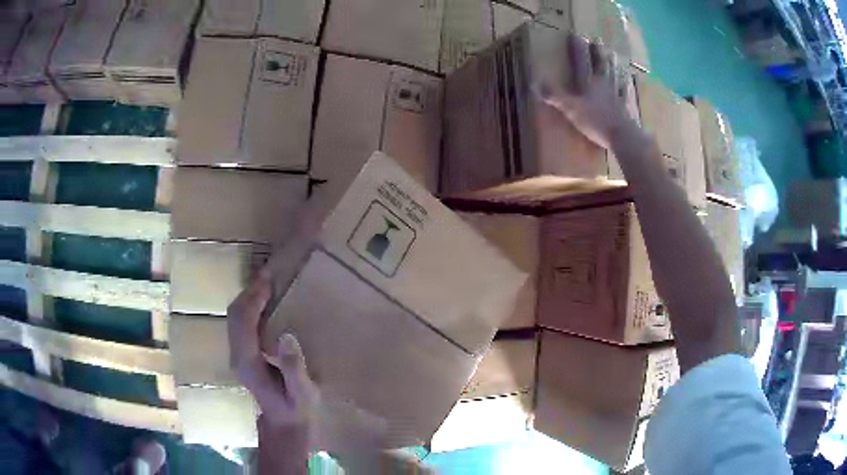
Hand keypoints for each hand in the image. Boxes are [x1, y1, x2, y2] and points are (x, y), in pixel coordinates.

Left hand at [227, 269, 318, 470]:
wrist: (283, 423)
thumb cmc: (295, 409)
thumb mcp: (302, 393)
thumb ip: (293, 368)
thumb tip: (287, 336)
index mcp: (249, 363)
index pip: (243, 322)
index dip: (253, 299)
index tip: (268, 279)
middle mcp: (238, 355)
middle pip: (234, 315)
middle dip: (249, 292)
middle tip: (269, 274)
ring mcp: (238, 354)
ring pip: (235, 317)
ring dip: (248, 297)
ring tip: (266, 282)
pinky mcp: (243, 353)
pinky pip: (241, 322)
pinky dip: (249, 306)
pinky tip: (264, 301)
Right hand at [539, 34, 635, 147]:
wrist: (621, 136)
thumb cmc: (595, 120)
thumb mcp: (570, 108)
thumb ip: (554, 96)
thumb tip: (533, 84)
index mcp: (588, 82)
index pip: (581, 61)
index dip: (577, 48)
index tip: (575, 35)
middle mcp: (603, 84)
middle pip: (600, 64)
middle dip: (597, 52)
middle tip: (597, 40)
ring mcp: (615, 95)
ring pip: (613, 75)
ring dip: (612, 64)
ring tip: (613, 55)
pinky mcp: (624, 107)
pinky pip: (624, 93)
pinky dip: (625, 86)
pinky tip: (627, 81)